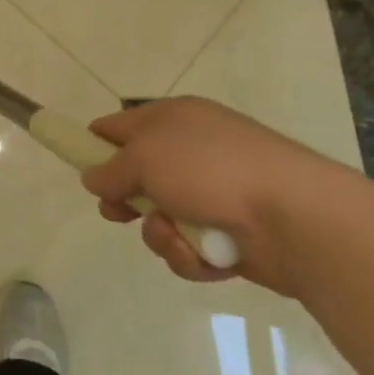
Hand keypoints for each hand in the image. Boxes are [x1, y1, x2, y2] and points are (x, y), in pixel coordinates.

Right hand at [83, 96, 357, 296]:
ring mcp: (211, 195)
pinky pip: (187, 247)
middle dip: (124, 200)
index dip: (95, 143)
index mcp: (173, 119)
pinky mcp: (227, 236)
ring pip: (158, 218)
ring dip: (160, 233)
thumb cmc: (211, 169)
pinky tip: (205, 255)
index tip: (79, 166)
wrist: (294, 217)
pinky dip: (190, 255)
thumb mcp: (144, 156)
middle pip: (136, 177)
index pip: (120, 125)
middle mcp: (190, 153)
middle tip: (117, 213)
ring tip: (176, 235)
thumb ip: (110, 169)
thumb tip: (93, 178)